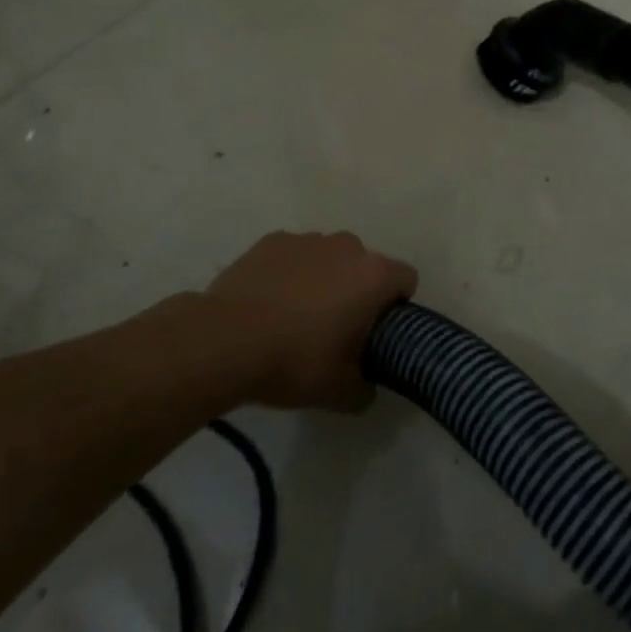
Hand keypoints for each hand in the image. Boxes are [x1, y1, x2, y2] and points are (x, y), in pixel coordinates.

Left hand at [208, 231, 416, 410]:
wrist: (223, 341)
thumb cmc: (293, 361)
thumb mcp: (339, 392)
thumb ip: (366, 388)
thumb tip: (368, 385)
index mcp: (374, 275)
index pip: (407, 280)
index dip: (397, 307)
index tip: (376, 333)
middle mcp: (347, 246)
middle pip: (366, 266)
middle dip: (358, 292)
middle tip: (335, 331)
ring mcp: (307, 239)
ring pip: (329, 258)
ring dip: (324, 280)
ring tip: (295, 317)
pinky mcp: (272, 240)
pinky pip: (294, 256)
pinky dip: (289, 273)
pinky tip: (268, 303)